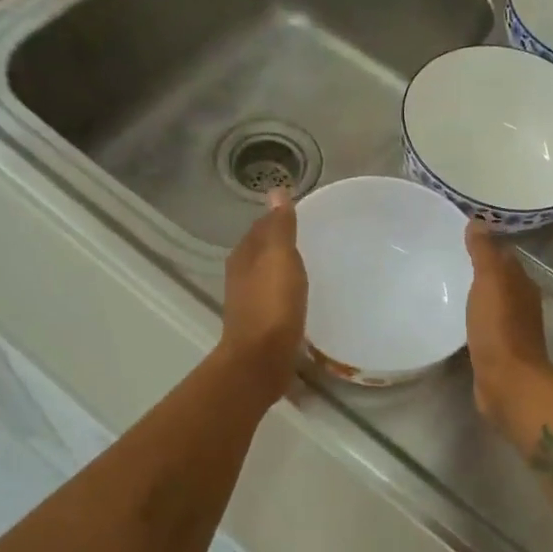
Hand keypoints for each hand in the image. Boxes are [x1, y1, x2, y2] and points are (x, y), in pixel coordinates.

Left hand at [219, 191, 308, 398]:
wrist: (260, 360)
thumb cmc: (272, 305)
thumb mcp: (280, 258)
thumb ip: (279, 226)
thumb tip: (275, 191)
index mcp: (244, 256)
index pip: (261, 227)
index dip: (279, 218)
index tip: (303, 215)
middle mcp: (241, 275)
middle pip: (262, 250)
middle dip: (281, 243)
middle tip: (311, 238)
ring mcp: (248, 301)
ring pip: (267, 275)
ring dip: (283, 268)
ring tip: (309, 265)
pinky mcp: (260, 323)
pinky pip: (274, 297)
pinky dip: (286, 291)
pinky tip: (301, 296)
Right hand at [464, 221, 550, 425]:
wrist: (507, 381)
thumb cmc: (499, 328)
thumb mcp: (490, 282)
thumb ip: (484, 252)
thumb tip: (478, 221)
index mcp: (522, 283)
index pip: (504, 255)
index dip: (486, 245)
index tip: (460, 237)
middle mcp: (521, 302)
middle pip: (500, 279)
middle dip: (479, 269)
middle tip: (447, 259)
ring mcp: (511, 328)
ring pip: (492, 302)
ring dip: (476, 295)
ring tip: (446, 286)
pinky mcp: (498, 350)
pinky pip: (484, 325)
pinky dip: (473, 318)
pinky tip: (455, 318)